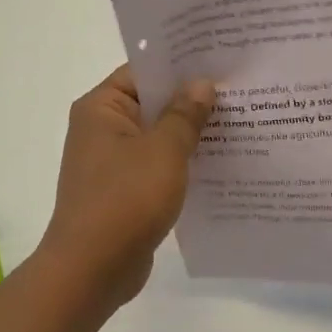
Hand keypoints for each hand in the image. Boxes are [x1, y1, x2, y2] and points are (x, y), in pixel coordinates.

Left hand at [39, 66, 215, 312]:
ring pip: (158, 137)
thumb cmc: (125, 199)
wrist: (92, 270)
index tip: (220, 62)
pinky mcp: (124, 191)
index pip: (143, 72)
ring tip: (238, 124)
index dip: (180, 66)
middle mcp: (102, 129)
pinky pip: (157, 166)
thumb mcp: (164, 150)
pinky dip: (182, 163)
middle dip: (192, 101)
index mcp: (101, 108)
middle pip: (152, 104)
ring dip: (190, 134)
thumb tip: (201, 84)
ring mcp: (112, 162)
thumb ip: (185, 114)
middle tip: (239, 90)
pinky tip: (219, 163)